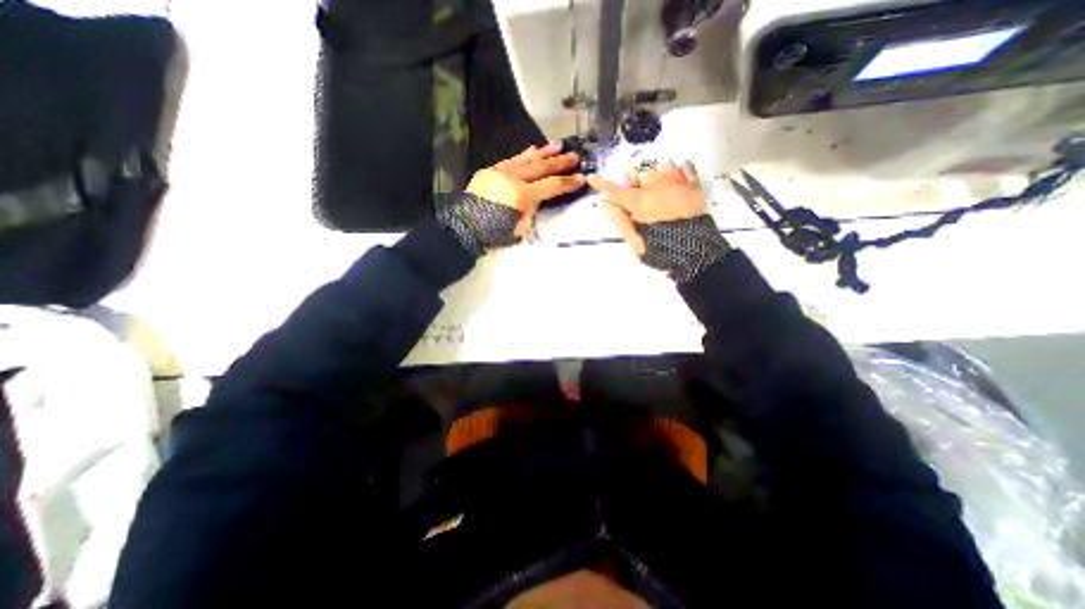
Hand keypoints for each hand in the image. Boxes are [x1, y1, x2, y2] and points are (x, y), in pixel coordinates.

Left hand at [466, 141, 585, 237]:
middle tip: (574, 156)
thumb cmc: (494, 232)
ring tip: (558, 144)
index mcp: (523, 195)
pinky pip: (512, 159)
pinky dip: (524, 155)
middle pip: (542, 167)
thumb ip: (531, 211)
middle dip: (560, 162)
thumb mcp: (520, 228)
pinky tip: (533, 149)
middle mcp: (514, 178)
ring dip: (544, 151)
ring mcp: (501, 171)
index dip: (568, 183)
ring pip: (527, 158)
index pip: (552, 186)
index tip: (581, 178)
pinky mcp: (492, 170)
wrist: (465, 226)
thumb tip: (536, 200)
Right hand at [584, 163, 727, 284]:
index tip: (592, 178)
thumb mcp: (636, 241)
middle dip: (633, 181)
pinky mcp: (693, 186)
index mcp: (640, 203)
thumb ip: (620, 220)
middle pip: (639, 173)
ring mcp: (677, 184)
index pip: (616, 191)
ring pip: (661, 165)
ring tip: (657, 186)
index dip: (602, 185)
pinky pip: (685, 167)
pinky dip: (678, 169)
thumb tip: (604, 204)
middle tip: (635, 194)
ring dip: (655, 173)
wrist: (697, 252)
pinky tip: (675, 177)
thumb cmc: (662, 250)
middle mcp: (656, 188)